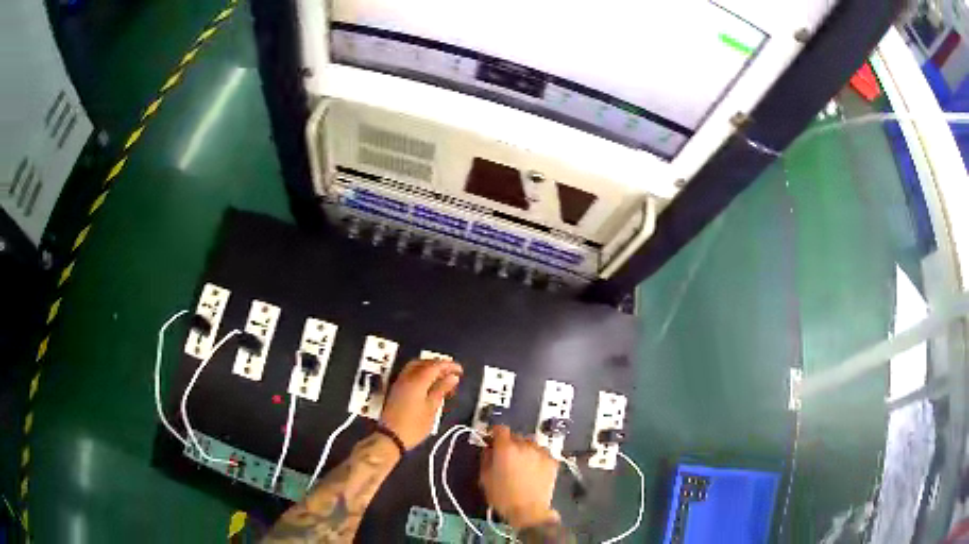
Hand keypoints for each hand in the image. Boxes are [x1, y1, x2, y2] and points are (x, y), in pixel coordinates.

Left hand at [380, 359, 462, 448]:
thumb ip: (441, 390)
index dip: (449, 366)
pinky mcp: (396, 390)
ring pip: (415, 367)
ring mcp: (399, 383)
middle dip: (438, 365)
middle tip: (451, 373)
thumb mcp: (432, 409)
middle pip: (423, 363)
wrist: (391, 437)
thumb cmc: (414, 425)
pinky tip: (429, 385)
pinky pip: (410, 374)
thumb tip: (452, 377)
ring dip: (429, 369)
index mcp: (417, 381)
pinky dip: (421, 375)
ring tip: (442, 379)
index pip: (435, 366)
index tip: (460, 371)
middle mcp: (406, 378)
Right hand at [479, 426, 559, 529]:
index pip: (500, 429)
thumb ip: (486, 458)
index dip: (495, 432)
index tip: (492, 439)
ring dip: (525, 450)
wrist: (529, 511)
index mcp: (506, 448)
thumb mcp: (485, 478)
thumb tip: (488, 448)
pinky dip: (537, 457)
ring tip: (522, 464)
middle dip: (510, 444)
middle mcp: (525, 445)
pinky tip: (534, 469)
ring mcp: (541, 452)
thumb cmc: (503, 496)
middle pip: (516, 436)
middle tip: (507, 457)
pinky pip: (542, 453)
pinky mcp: (552, 461)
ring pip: (530, 444)